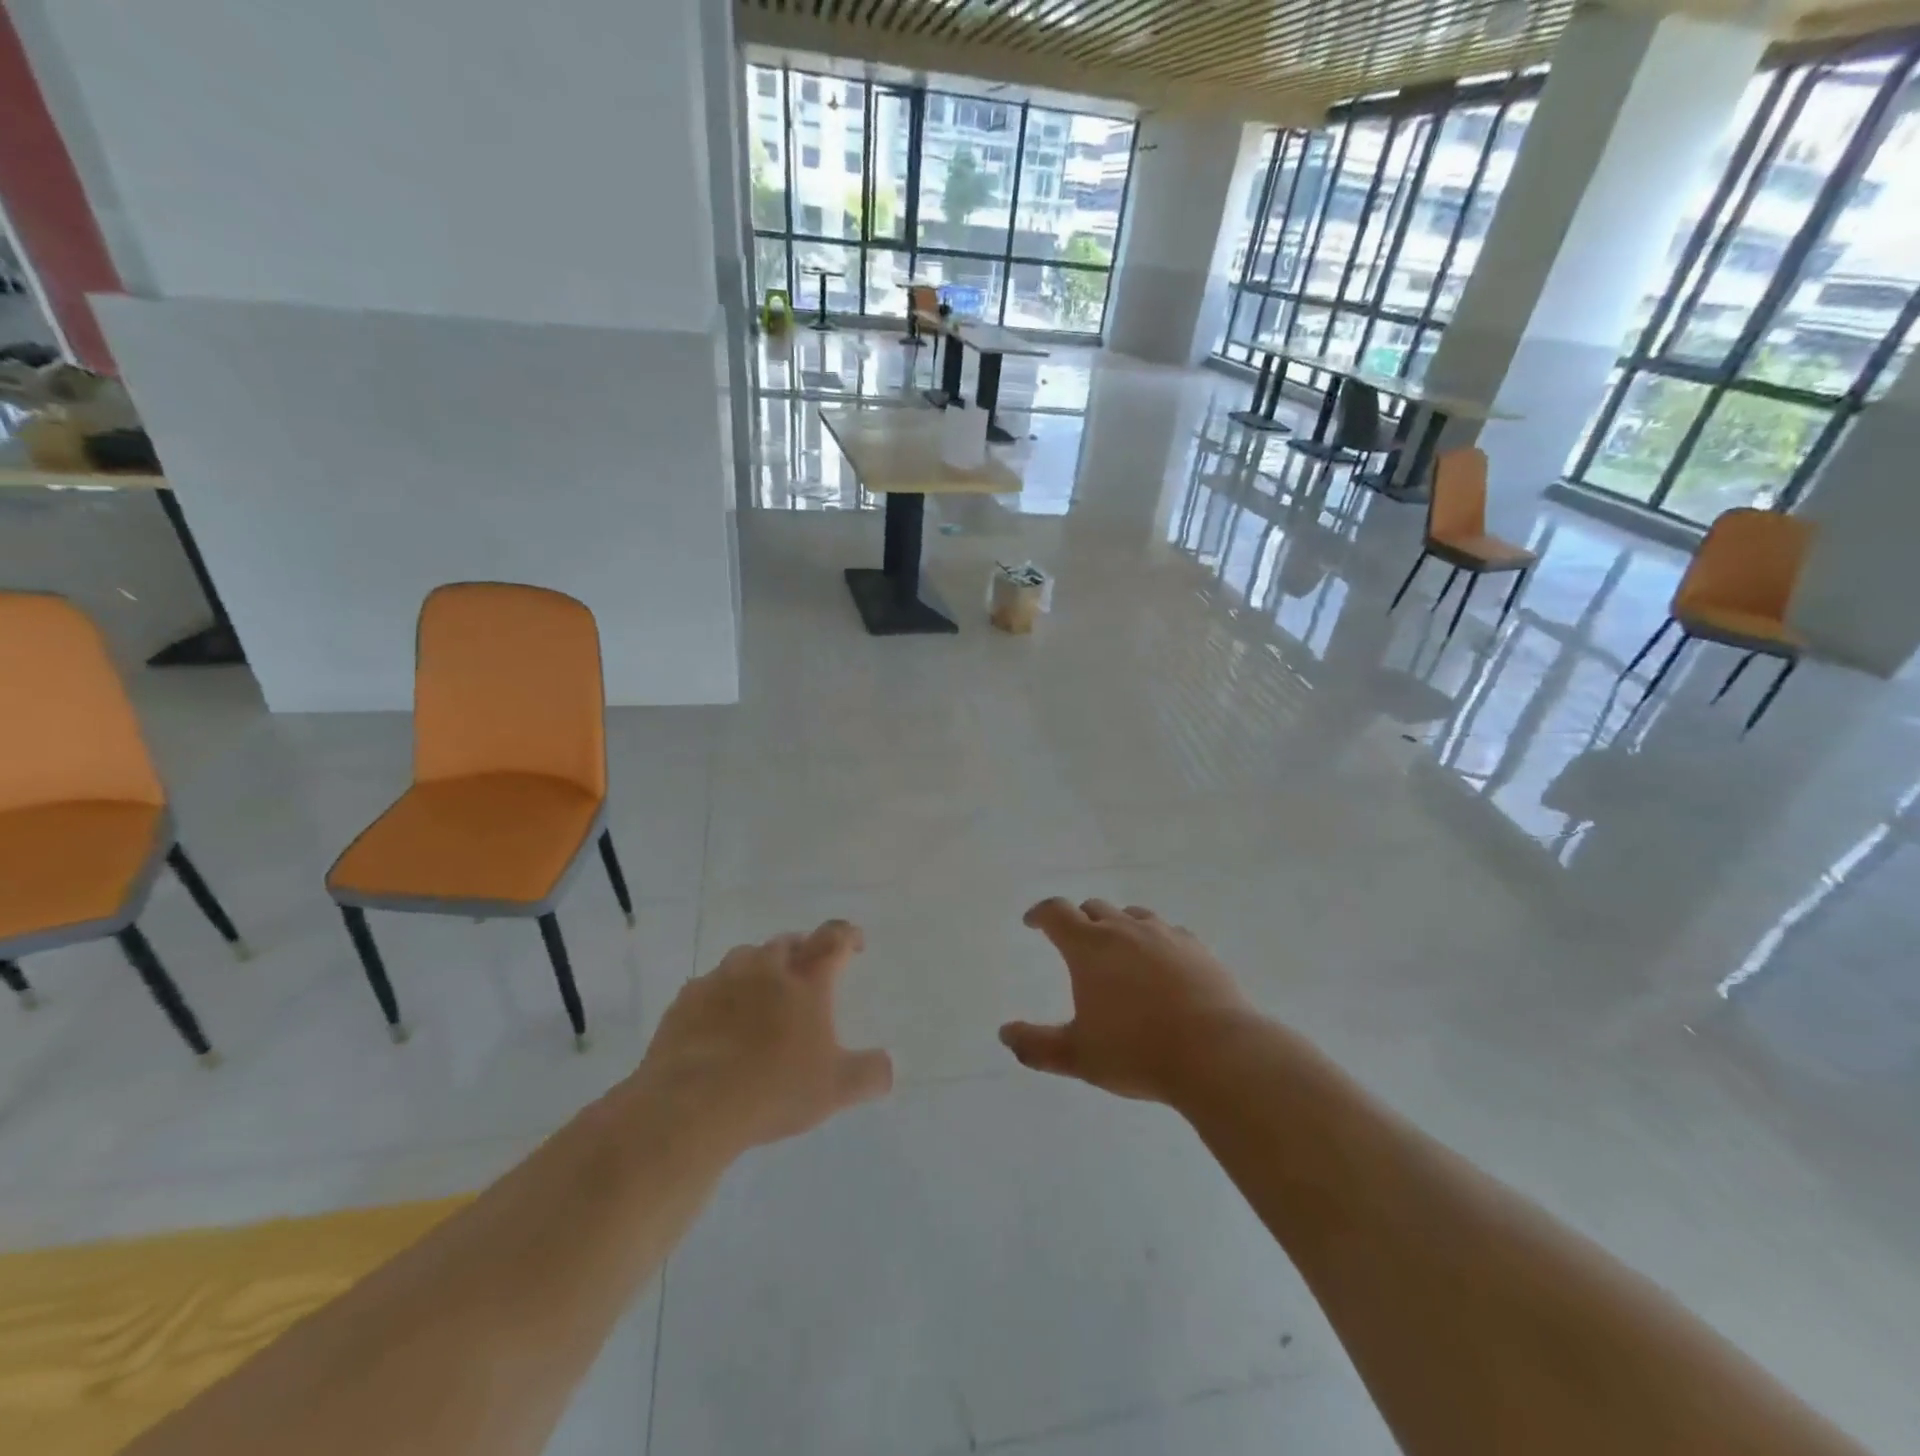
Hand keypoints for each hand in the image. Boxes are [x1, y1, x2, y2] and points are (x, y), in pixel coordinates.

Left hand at [637, 920, 892, 1150]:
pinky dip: (722, 994)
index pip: (834, 940)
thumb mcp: (835, 1089)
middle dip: (802, 951)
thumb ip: (870, 1074)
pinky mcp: (686, 1000)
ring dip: (760, 967)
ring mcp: (722, 980)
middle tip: (807, 973)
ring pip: (746, 957)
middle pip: (788, 943)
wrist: (690, 1105)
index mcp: (806, 980)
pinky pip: (710, 985)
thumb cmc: (773, 1090)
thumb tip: (888, 1067)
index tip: (854, 944)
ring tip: (763, 993)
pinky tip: (720, 1019)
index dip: (848, 935)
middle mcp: (765, 968)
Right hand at [1001, 898, 1250, 1102]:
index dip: (1040, 914)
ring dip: (1118, 927)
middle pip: (1094, 909)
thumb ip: (1037, 1045)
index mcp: (1089, 947)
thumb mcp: (1078, 1055)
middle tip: (1075, 942)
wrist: (1217, 1053)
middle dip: (1079, 920)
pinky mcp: (1196, 948)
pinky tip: (1161, 963)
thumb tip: (1005, 1034)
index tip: (1032, 922)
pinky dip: (1154, 940)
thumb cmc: (1137, 1051)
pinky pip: (1167, 932)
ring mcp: (1164, 935)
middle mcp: (1124, 930)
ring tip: (1118, 951)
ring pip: (1132, 916)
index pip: (1056, 913)